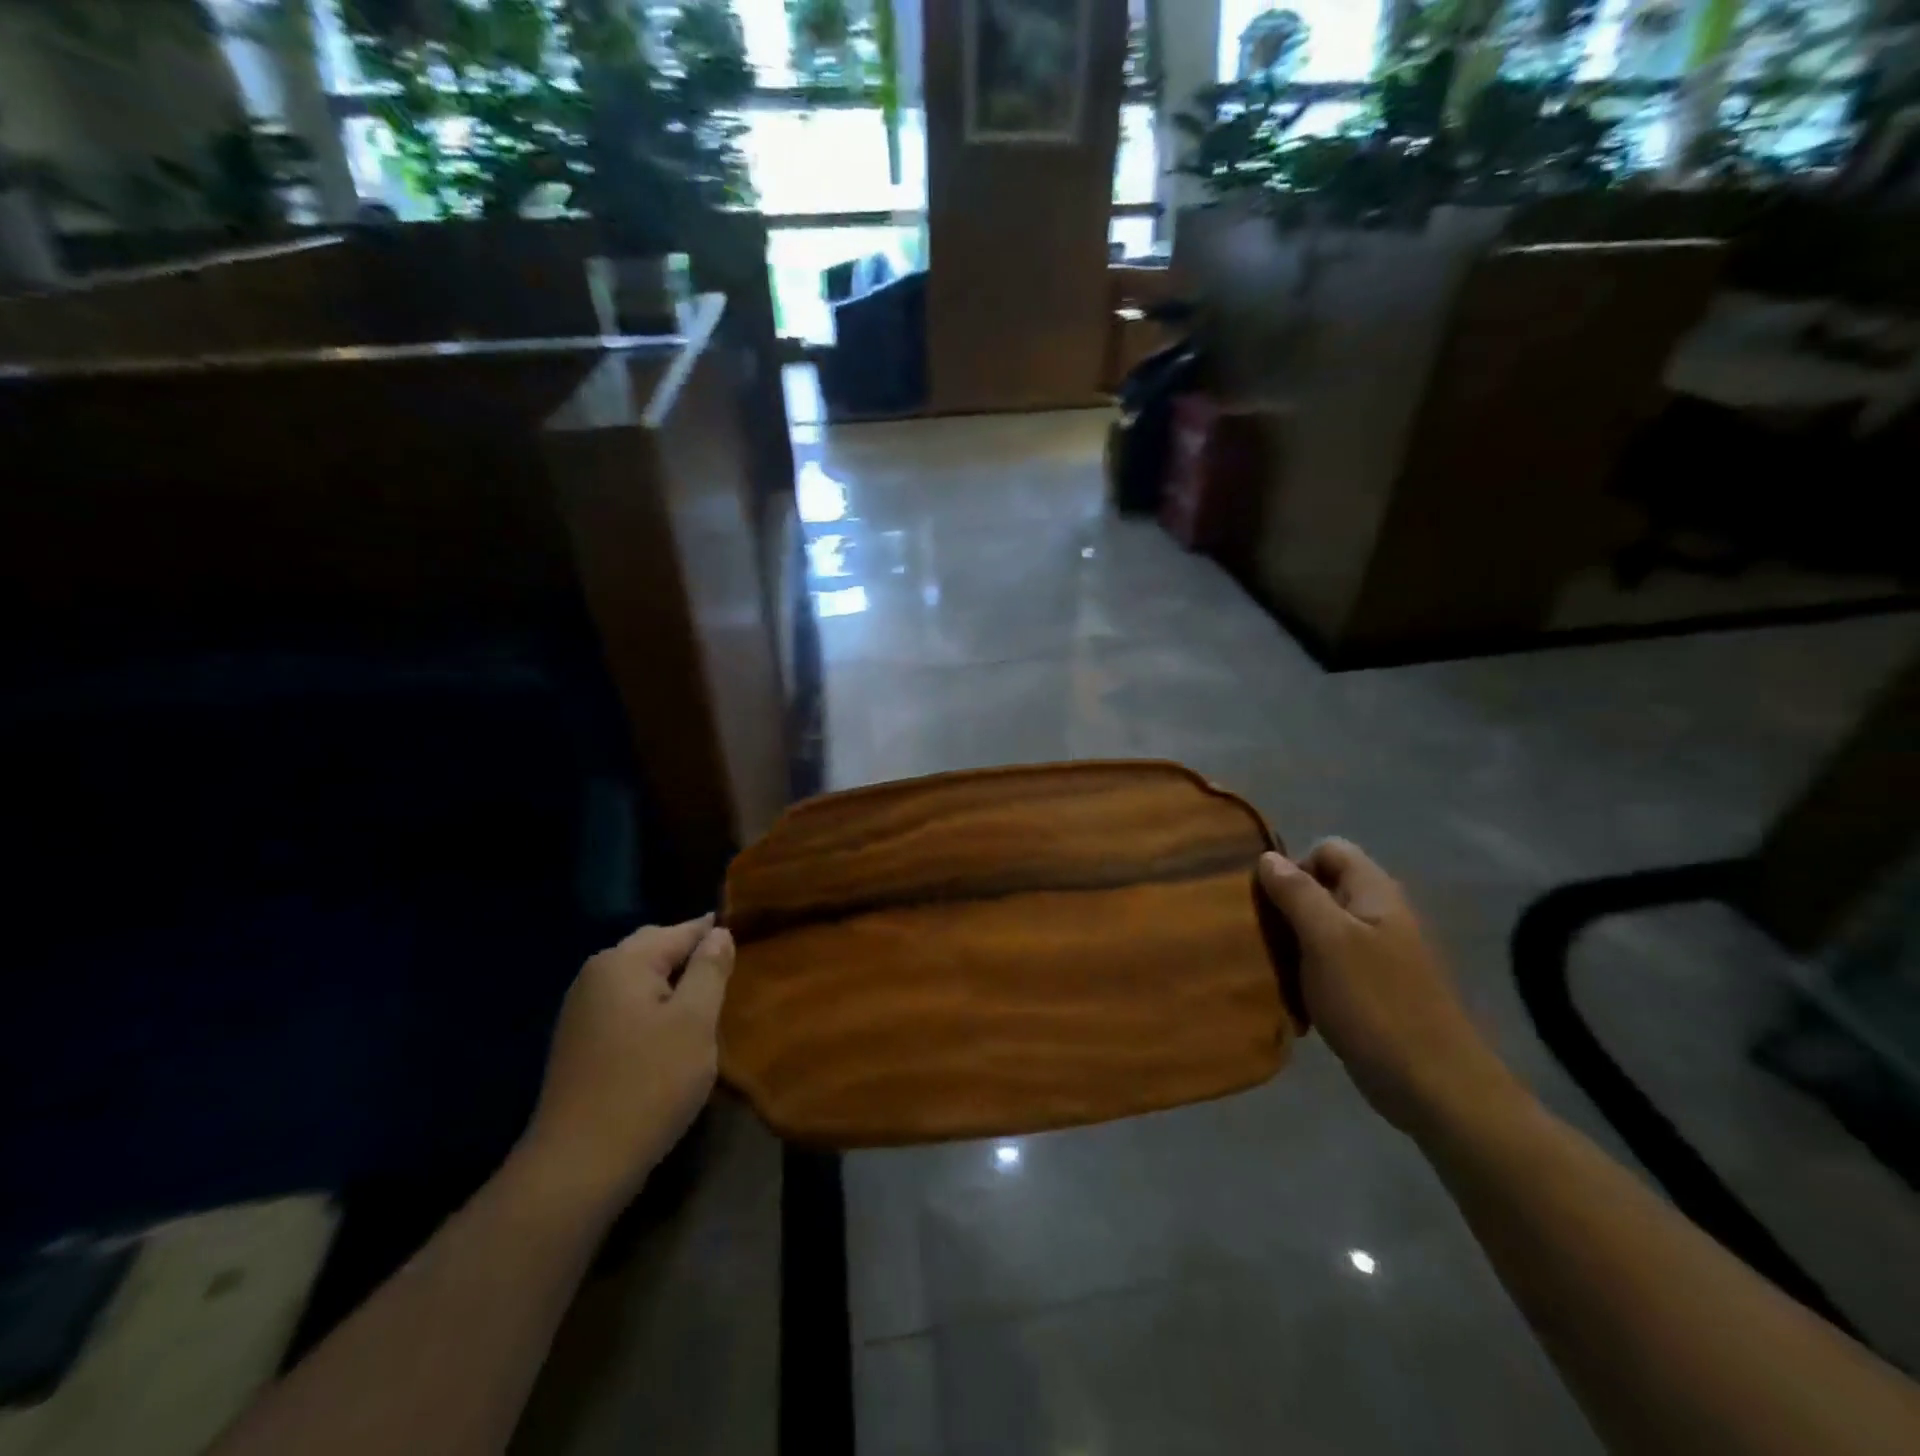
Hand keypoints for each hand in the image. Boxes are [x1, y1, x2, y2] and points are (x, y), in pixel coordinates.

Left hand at [520, 915, 733, 1208]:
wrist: (578, 1165)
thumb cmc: (648, 1085)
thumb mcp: (695, 1022)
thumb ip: (710, 970)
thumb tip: (718, 932)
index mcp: (624, 962)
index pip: (681, 931)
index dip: (715, 936)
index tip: (747, 946)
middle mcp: (596, 974)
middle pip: (655, 948)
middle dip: (691, 957)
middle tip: (729, 978)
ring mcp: (581, 1009)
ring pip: (639, 978)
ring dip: (672, 985)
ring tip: (705, 1008)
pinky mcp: (578, 1041)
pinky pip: (624, 1005)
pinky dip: (651, 1008)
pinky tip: (669, 1035)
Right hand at [1258, 841, 1523, 1138]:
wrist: (1432, 1086)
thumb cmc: (1375, 1002)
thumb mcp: (1326, 939)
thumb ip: (1297, 893)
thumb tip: (1267, 857)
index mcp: (1374, 892)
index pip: (1327, 849)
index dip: (1295, 865)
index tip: (1271, 902)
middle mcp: (1379, 913)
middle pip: (1322, 887)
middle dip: (1287, 905)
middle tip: (1263, 935)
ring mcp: (1378, 952)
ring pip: (1321, 927)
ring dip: (1293, 942)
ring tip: (1273, 966)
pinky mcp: (1372, 987)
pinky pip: (1329, 962)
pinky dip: (1308, 971)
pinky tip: (1294, 995)